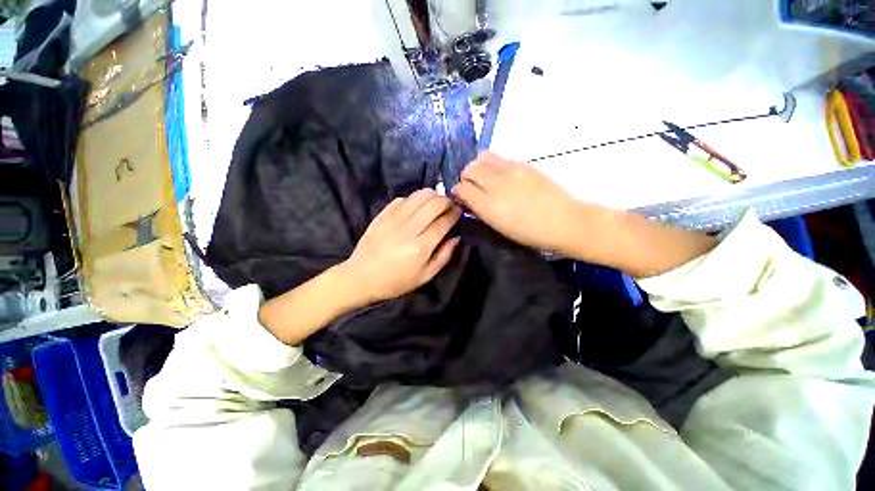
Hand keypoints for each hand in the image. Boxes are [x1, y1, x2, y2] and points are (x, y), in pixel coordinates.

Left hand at [340, 189, 461, 302]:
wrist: (361, 277)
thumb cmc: (396, 281)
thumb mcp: (425, 276)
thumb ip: (444, 256)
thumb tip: (456, 237)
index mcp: (421, 246)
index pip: (444, 221)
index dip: (454, 213)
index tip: (459, 211)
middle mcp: (409, 229)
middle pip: (434, 204)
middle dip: (446, 201)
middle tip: (449, 206)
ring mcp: (394, 219)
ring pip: (419, 196)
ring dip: (432, 196)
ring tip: (435, 203)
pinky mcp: (382, 215)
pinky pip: (402, 199)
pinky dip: (413, 199)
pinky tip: (415, 207)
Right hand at [451, 152, 577, 251]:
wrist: (562, 221)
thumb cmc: (528, 232)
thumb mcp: (498, 226)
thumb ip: (479, 210)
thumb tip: (467, 198)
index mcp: (489, 205)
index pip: (461, 188)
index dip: (457, 191)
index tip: (461, 196)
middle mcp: (496, 184)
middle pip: (469, 169)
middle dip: (466, 177)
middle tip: (473, 187)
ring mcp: (510, 170)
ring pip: (482, 157)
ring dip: (479, 167)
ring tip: (486, 178)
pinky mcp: (523, 164)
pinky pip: (500, 158)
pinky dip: (494, 165)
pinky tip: (502, 177)